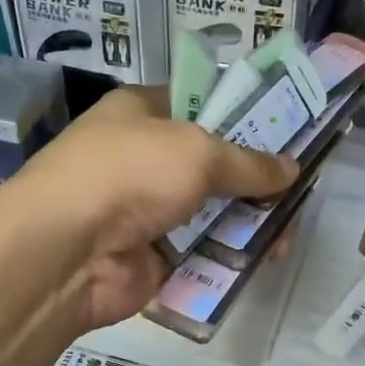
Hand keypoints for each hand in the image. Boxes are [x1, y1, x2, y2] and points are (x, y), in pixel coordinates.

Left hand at [0, 87, 296, 329]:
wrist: (67, 252)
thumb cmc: (130, 174)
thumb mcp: (197, 152)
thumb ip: (248, 162)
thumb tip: (291, 169)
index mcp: (143, 113)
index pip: (202, 105)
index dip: (245, 117)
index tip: (289, 133)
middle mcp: (145, 158)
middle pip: (214, 165)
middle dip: (255, 179)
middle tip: (298, 192)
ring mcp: (148, 210)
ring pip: (212, 212)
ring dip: (249, 222)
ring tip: (287, 235)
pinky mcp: (154, 256)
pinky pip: (202, 252)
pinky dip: (230, 256)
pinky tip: (264, 260)